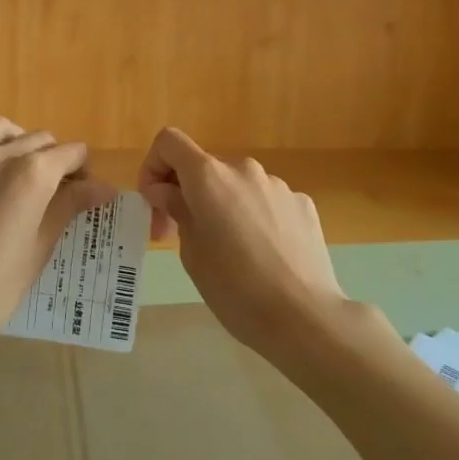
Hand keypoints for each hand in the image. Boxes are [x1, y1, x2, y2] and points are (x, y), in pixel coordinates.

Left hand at [0, 83, 114, 364]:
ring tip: (20, 161)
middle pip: (38, 141)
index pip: (70, 154)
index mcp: (32, 174)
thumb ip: (69, 206)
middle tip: (58, 191)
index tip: (86, 193)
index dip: (83, 171)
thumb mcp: (41, 247)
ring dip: (15, 138)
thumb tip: (104, 186)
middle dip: (55, 159)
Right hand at [137, 126, 348, 356]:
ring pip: (238, 185)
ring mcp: (278, 184)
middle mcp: (244, 169)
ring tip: (231, 252)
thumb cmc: (235, 289)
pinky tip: (264, 255)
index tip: (156, 203)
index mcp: (209, 176)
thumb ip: (177, 210)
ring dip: (224, 206)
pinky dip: (256, 218)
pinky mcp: (303, 204)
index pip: (170, 142)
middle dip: (188, 194)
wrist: (305, 317)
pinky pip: (267, 201)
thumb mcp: (191, 253)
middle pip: (205, 167)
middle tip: (183, 237)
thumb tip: (167, 190)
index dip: (153, 166)